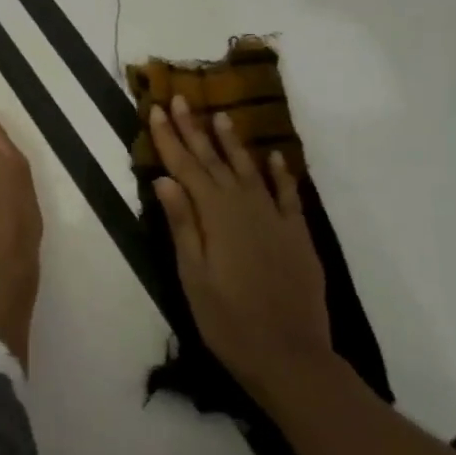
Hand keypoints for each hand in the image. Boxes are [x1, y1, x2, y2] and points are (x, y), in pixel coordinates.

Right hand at [148, 95, 331, 390]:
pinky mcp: (297, 235)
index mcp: (215, 216)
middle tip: (181, 98)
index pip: (186, 167)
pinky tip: (274, 156)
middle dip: (195, 129)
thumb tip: (165, 179)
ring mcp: (275, 219)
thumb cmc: (228, 321)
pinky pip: (288, 195)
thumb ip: (181, 224)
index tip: (158, 109)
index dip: (170, 138)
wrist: (290, 356)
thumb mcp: (193, 275)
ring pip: (249, 170)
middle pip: (214, 161)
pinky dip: (280, 173)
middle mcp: (245, 207)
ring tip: (221, 115)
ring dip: (233, 142)